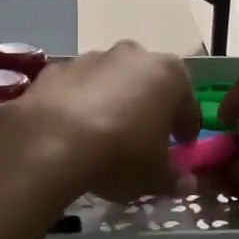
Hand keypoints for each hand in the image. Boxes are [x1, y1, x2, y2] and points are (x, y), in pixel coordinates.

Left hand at [0, 42, 200, 203]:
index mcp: (168, 74)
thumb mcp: (156, 176)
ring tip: (104, 137)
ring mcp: (91, 59)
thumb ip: (175, 177)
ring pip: (111, 82)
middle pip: (149, 84)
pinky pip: (76, 89)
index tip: (183, 145)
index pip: (188, 103)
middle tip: (144, 138)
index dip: (186, 127)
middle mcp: (133, 56)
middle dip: (149, 107)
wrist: (50, 143)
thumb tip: (187, 182)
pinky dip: (78, 105)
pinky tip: (72, 132)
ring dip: (113, 102)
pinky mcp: (56, 70)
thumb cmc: (121, 154)